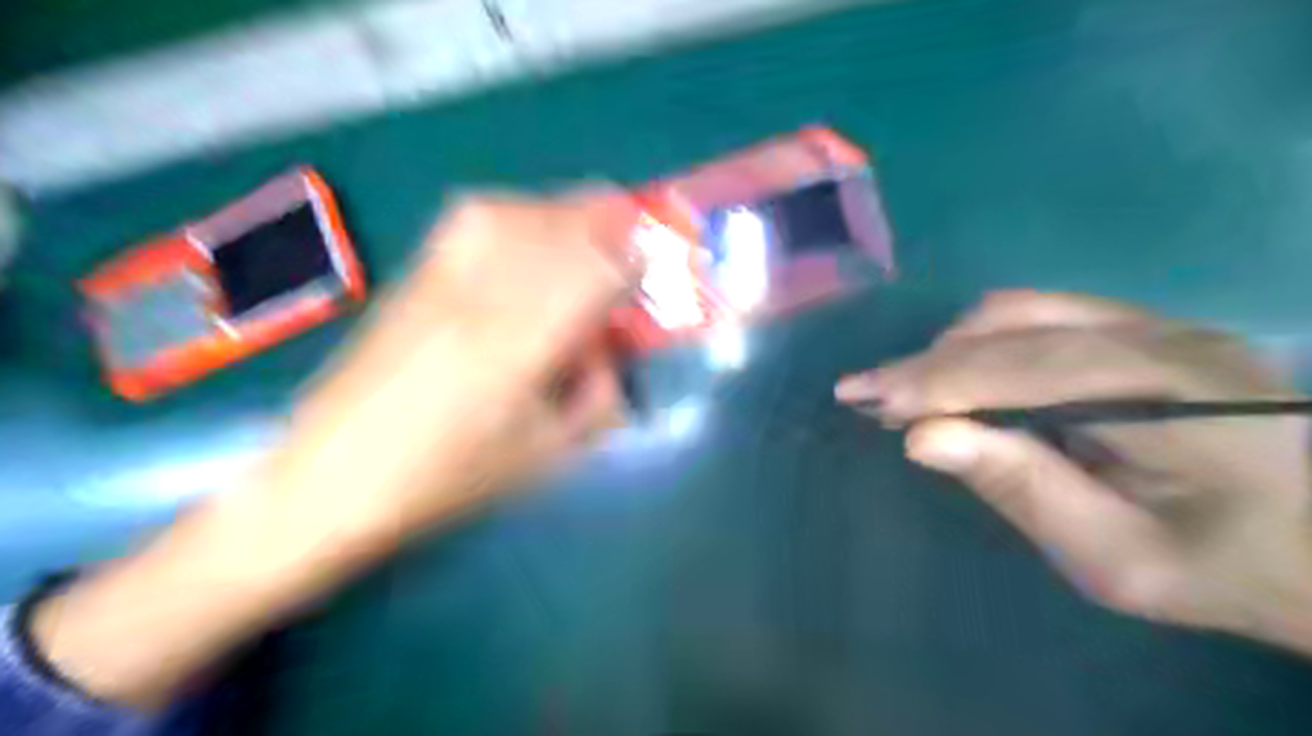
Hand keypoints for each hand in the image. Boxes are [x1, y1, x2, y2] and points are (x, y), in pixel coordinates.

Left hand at [260, 189, 640, 567]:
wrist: (330, 479)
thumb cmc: (445, 481)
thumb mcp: (543, 456)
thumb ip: (594, 398)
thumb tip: (608, 352)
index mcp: (517, 348)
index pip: (594, 271)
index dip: (634, 260)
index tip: (655, 269)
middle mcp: (479, 297)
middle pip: (558, 226)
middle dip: (609, 224)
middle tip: (634, 243)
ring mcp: (440, 279)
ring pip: (517, 211)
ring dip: (565, 214)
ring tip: (587, 236)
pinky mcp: (414, 276)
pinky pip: (474, 219)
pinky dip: (518, 215)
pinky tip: (528, 236)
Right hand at [835, 289, 1310, 652]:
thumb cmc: (1229, 569)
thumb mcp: (1119, 558)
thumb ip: (1022, 489)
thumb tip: (923, 438)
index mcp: (1172, 392)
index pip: (1020, 366)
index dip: (933, 381)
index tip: (862, 398)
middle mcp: (1162, 336)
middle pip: (1013, 325)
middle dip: (927, 363)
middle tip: (868, 396)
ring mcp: (1157, 323)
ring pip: (1020, 310)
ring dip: (952, 349)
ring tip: (908, 391)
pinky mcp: (1145, 329)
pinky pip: (1040, 317)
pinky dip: (983, 344)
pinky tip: (962, 377)